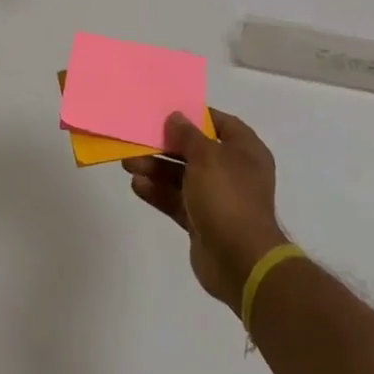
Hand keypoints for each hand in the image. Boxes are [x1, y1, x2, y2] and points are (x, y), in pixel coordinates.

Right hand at [123, 108, 288, 314]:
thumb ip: (188, 135)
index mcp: (245, 152)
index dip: (196, 116)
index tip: (169, 112)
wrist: (240, 261)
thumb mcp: (207, 157)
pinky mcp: (202, 221)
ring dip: (156, 169)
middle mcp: (234, 172)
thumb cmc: (228, 197)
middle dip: (166, 146)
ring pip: (182, 177)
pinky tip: (137, 186)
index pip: (221, 124)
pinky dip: (158, 192)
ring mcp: (218, 198)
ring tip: (128, 164)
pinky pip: (177, 200)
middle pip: (196, 151)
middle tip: (138, 140)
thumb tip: (176, 117)